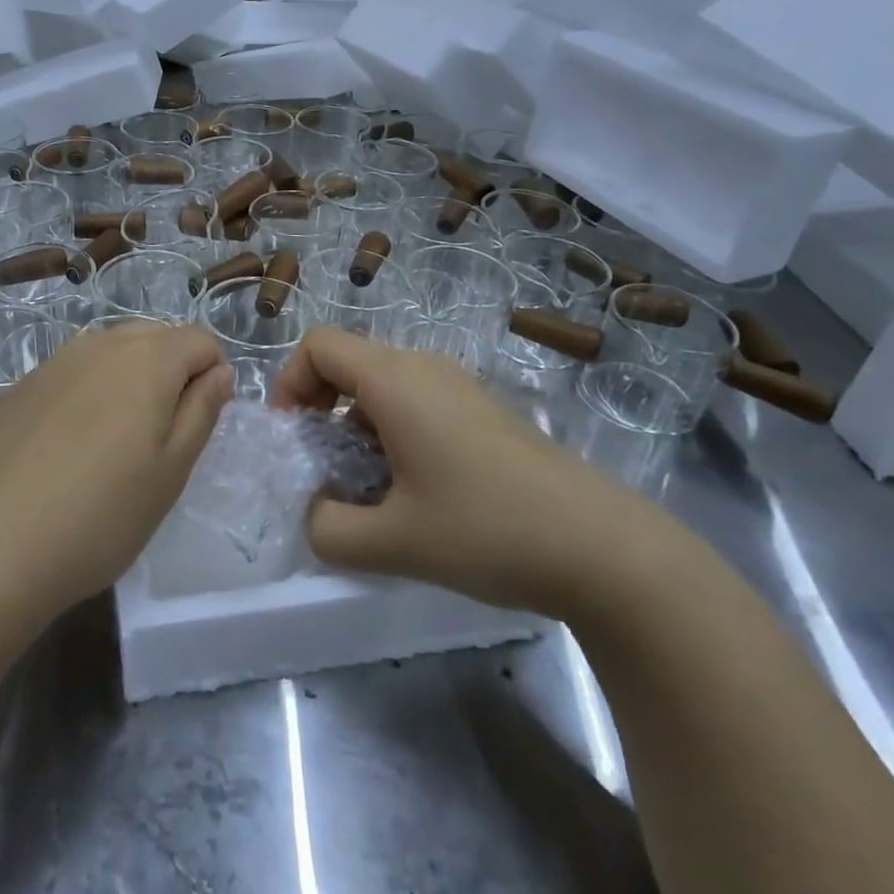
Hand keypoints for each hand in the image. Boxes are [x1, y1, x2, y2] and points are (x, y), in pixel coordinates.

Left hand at [0, 321, 233, 624]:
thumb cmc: (98, 515)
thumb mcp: (170, 472)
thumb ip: (202, 411)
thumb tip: (218, 371)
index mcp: (147, 358)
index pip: (200, 339)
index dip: (213, 374)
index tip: (199, 424)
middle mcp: (100, 343)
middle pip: (156, 337)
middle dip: (173, 372)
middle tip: (161, 437)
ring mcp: (54, 362)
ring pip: (111, 352)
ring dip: (129, 381)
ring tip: (115, 444)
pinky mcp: (19, 387)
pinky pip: (73, 373)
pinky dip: (88, 394)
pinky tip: (68, 449)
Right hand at [271, 327, 677, 620]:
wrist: (603, 548)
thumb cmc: (488, 530)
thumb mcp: (393, 543)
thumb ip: (328, 530)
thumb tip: (315, 512)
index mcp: (396, 380)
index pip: (319, 346)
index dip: (289, 383)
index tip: (292, 440)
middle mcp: (424, 368)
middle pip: (348, 364)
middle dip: (320, 413)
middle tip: (324, 472)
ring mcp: (458, 387)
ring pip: (382, 388)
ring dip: (356, 430)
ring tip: (369, 493)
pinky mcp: (481, 412)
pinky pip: (416, 404)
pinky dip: (392, 436)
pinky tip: (414, 495)